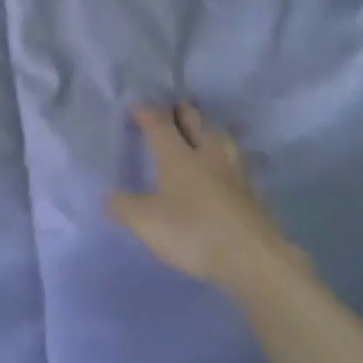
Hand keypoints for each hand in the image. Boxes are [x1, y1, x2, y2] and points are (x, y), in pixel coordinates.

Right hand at [109, 103, 301, 294]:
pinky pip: (236, 161)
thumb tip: (109, 198)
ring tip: (204, 130)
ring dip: (209, 129)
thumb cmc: (194, 232)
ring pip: (221, 138)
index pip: (160, 124)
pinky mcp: (252, 191)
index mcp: (178, 156)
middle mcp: (207, 155)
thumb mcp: (147, 223)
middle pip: (195, 122)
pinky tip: (226, 165)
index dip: (146, 113)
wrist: (253, 257)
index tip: (136, 105)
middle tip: (174, 107)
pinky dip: (226, 156)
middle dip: (182, 112)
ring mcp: (234, 171)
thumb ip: (125, 207)